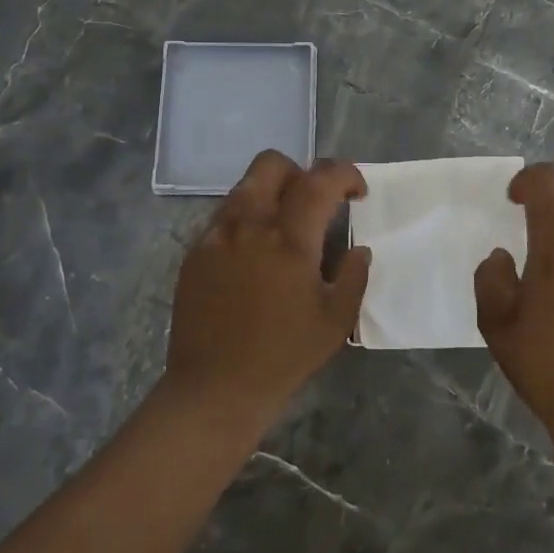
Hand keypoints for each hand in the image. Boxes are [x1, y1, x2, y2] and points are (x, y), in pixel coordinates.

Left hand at [164, 151, 370, 436]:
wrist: (215, 388)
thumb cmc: (283, 356)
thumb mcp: (336, 321)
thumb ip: (354, 276)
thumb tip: (358, 249)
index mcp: (289, 240)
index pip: (319, 180)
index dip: (344, 174)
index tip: (357, 192)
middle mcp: (250, 225)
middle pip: (271, 164)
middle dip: (301, 172)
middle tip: (315, 204)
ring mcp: (217, 236)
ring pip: (244, 186)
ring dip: (271, 193)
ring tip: (283, 229)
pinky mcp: (196, 252)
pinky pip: (224, 216)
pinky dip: (246, 219)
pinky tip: (253, 255)